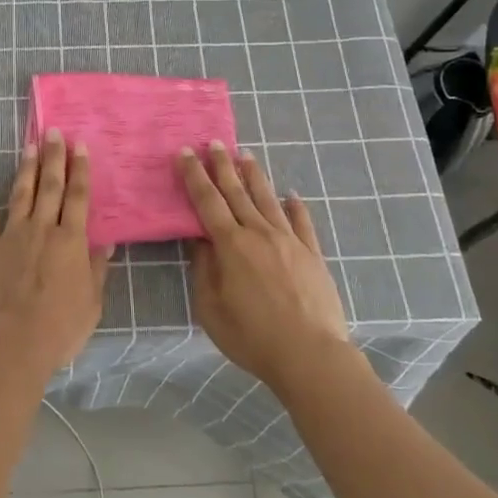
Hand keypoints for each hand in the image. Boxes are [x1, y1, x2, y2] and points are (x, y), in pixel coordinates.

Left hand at [0, 130, 113, 377]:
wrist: (12, 341)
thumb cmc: (60, 327)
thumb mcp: (92, 302)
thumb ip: (97, 269)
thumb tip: (105, 242)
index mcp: (71, 240)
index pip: (78, 196)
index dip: (80, 170)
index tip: (80, 145)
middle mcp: (43, 228)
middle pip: (50, 186)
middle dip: (53, 157)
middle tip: (53, 131)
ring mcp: (11, 235)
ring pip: (21, 193)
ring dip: (26, 168)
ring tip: (29, 145)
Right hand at [179, 142, 352, 389]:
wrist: (311, 355)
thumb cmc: (252, 337)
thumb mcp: (212, 308)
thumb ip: (203, 269)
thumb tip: (199, 239)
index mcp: (231, 245)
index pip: (207, 201)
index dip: (194, 176)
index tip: (185, 153)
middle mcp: (259, 233)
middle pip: (237, 192)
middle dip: (222, 166)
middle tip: (214, 142)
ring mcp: (289, 241)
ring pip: (268, 199)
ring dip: (255, 176)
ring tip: (246, 155)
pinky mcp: (312, 254)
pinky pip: (303, 223)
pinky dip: (296, 206)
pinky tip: (292, 195)